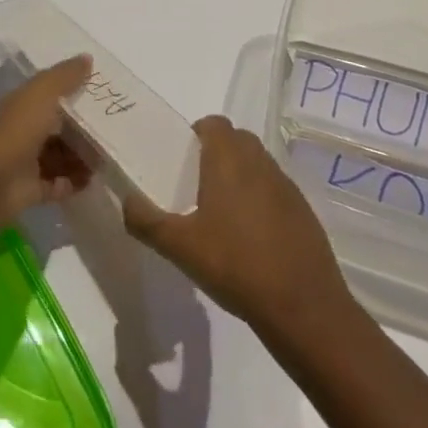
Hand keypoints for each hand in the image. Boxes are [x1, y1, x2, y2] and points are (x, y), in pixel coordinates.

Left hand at [0, 56, 95, 219]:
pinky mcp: (33, 189)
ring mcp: (27, 161)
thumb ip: (65, 75)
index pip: (49, 93)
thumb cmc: (18, 129)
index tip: (100, 90)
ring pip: (60, 155)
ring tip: (108, 154)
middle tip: (112, 126)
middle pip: (58, 126)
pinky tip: (94, 178)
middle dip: (83, 127)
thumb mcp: (43, 92)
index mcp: (23, 104)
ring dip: (81, 156)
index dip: (72, 89)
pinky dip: (75, 181)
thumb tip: (87, 57)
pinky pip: (59, 183)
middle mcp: (24, 130)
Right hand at [124, 116, 351, 338]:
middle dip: (217, 153)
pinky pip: (274, 188)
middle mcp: (259, 160)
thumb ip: (147, 221)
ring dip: (240, 175)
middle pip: (236, 139)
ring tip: (221, 212)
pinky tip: (251, 236)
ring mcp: (285, 183)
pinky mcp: (302, 208)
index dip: (197, 133)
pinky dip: (260, 198)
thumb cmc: (235, 265)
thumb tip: (125, 201)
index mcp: (228, 158)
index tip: (182, 159)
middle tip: (197, 185)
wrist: (302, 305)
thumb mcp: (180, 247)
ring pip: (257, 162)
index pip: (213, 123)